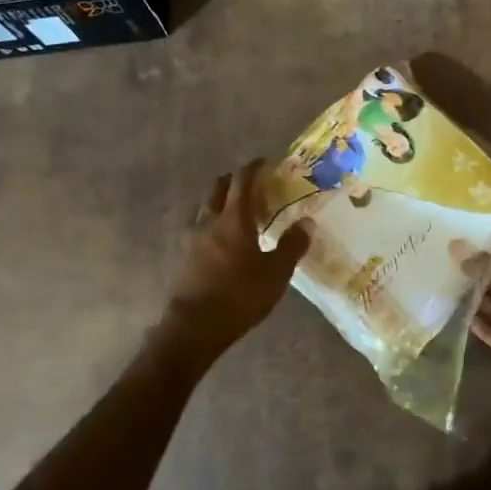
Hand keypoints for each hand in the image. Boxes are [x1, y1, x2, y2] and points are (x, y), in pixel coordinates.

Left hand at [164, 160, 311, 353]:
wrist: (195, 326)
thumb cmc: (240, 295)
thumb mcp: (276, 273)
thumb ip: (291, 245)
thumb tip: (306, 222)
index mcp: (234, 219)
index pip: (243, 181)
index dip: (253, 168)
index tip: (264, 162)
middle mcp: (209, 221)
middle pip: (218, 189)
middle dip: (234, 181)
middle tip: (251, 185)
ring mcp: (192, 239)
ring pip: (204, 207)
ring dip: (218, 201)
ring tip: (234, 210)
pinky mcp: (183, 257)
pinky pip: (196, 228)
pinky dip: (209, 223)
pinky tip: (218, 238)